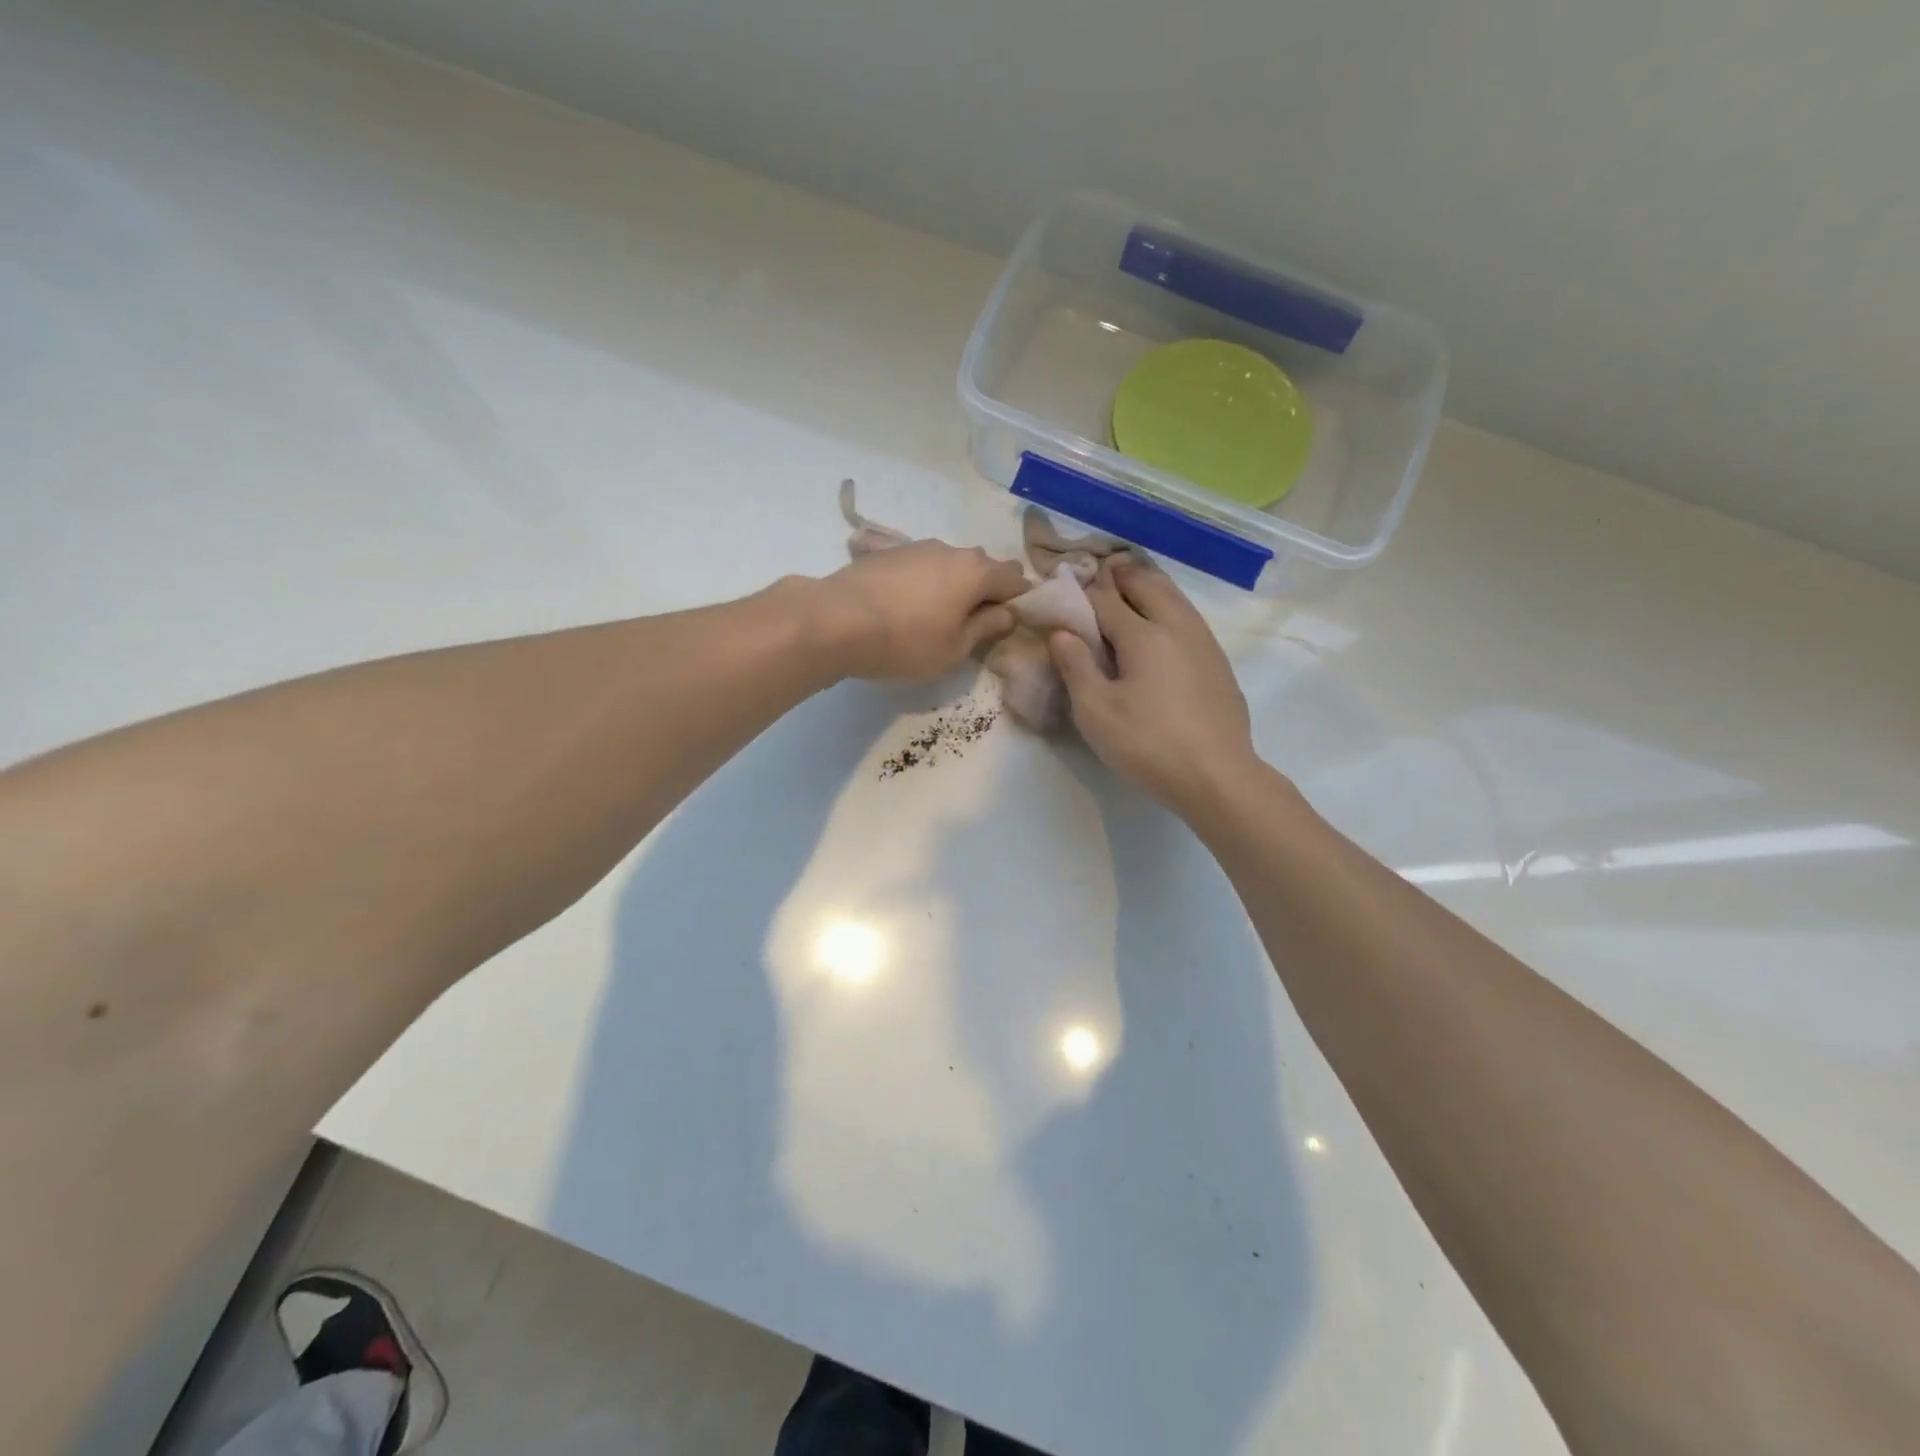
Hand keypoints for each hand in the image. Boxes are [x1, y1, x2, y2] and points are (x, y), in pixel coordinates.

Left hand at [812, 540, 1029, 680]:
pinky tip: (906, 607)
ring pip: (950, 564)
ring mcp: (916, 547)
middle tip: (974, 625)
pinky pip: (921, 566)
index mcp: (976, 572)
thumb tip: (1007, 613)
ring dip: (953, 586)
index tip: (1011, 625)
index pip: (1016, 579)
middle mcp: (951, 550)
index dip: (1020, 602)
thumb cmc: (904, 641)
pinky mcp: (887, 552)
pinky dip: (924, 583)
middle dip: (986, 591)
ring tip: (936, 617)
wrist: (835, 620)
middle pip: (983, 567)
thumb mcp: (954, 649)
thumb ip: (986, 628)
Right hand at [1049, 559, 1263, 815]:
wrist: (1217, 775)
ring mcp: (1204, 643)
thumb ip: (1075, 666)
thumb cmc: (1148, 743)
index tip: (1065, 584)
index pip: (1105, 600)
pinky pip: (1189, 618)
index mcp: (1143, 635)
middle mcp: (1176, 627)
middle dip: (1122, 575)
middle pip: (1147, 586)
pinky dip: (1170, 605)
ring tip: (1134, 582)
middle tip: (1103, 569)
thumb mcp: (1095, 711)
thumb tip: (1061, 631)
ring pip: (1175, 598)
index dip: (1082, 591)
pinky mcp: (1218, 663)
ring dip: (1151, 585)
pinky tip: (1166, 622)